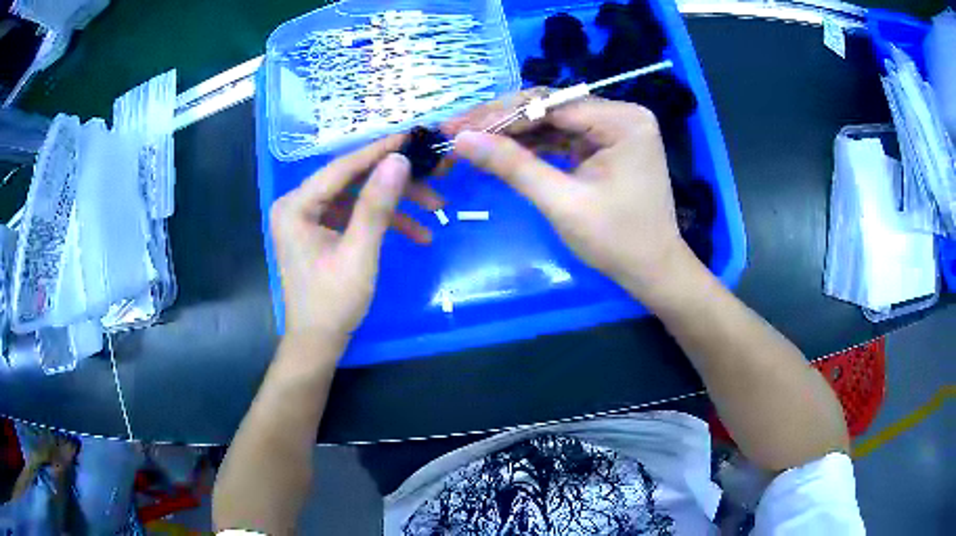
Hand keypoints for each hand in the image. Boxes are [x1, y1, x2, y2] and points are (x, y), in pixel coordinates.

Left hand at [269, 136, 419, 339]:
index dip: (378, 151)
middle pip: (352, 181)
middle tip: (432, 182)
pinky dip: (383, 223)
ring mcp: (309, 218)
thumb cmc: (333, 302)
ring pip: (358, 198)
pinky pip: (355, 216)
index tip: (412, 137)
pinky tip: (417, 234)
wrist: (319, 343)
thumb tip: (398, 160)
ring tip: (434, 211)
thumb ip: (377, 205)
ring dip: (395, 206)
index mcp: (296, 206)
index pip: (341, 168)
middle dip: (394, 185)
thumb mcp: (359, 252)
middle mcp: (298, 205)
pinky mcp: (321, 231)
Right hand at [449, 96, 692, 300]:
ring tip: (469, 141)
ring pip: (551, 122)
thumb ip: (513, 166)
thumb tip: (461, 140)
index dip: (499, 115)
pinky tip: (500, 151)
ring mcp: (613, 129)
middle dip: (502, 121)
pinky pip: (562, 137)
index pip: (550, 105)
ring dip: (512, 133)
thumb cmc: (617, 241)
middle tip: (455, 131)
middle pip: (549, 108)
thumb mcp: (562, 203)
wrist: (652, 271)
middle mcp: (621, 115)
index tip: (456, 127)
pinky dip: (532, 146)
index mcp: (622, 121)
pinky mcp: (605, 144)